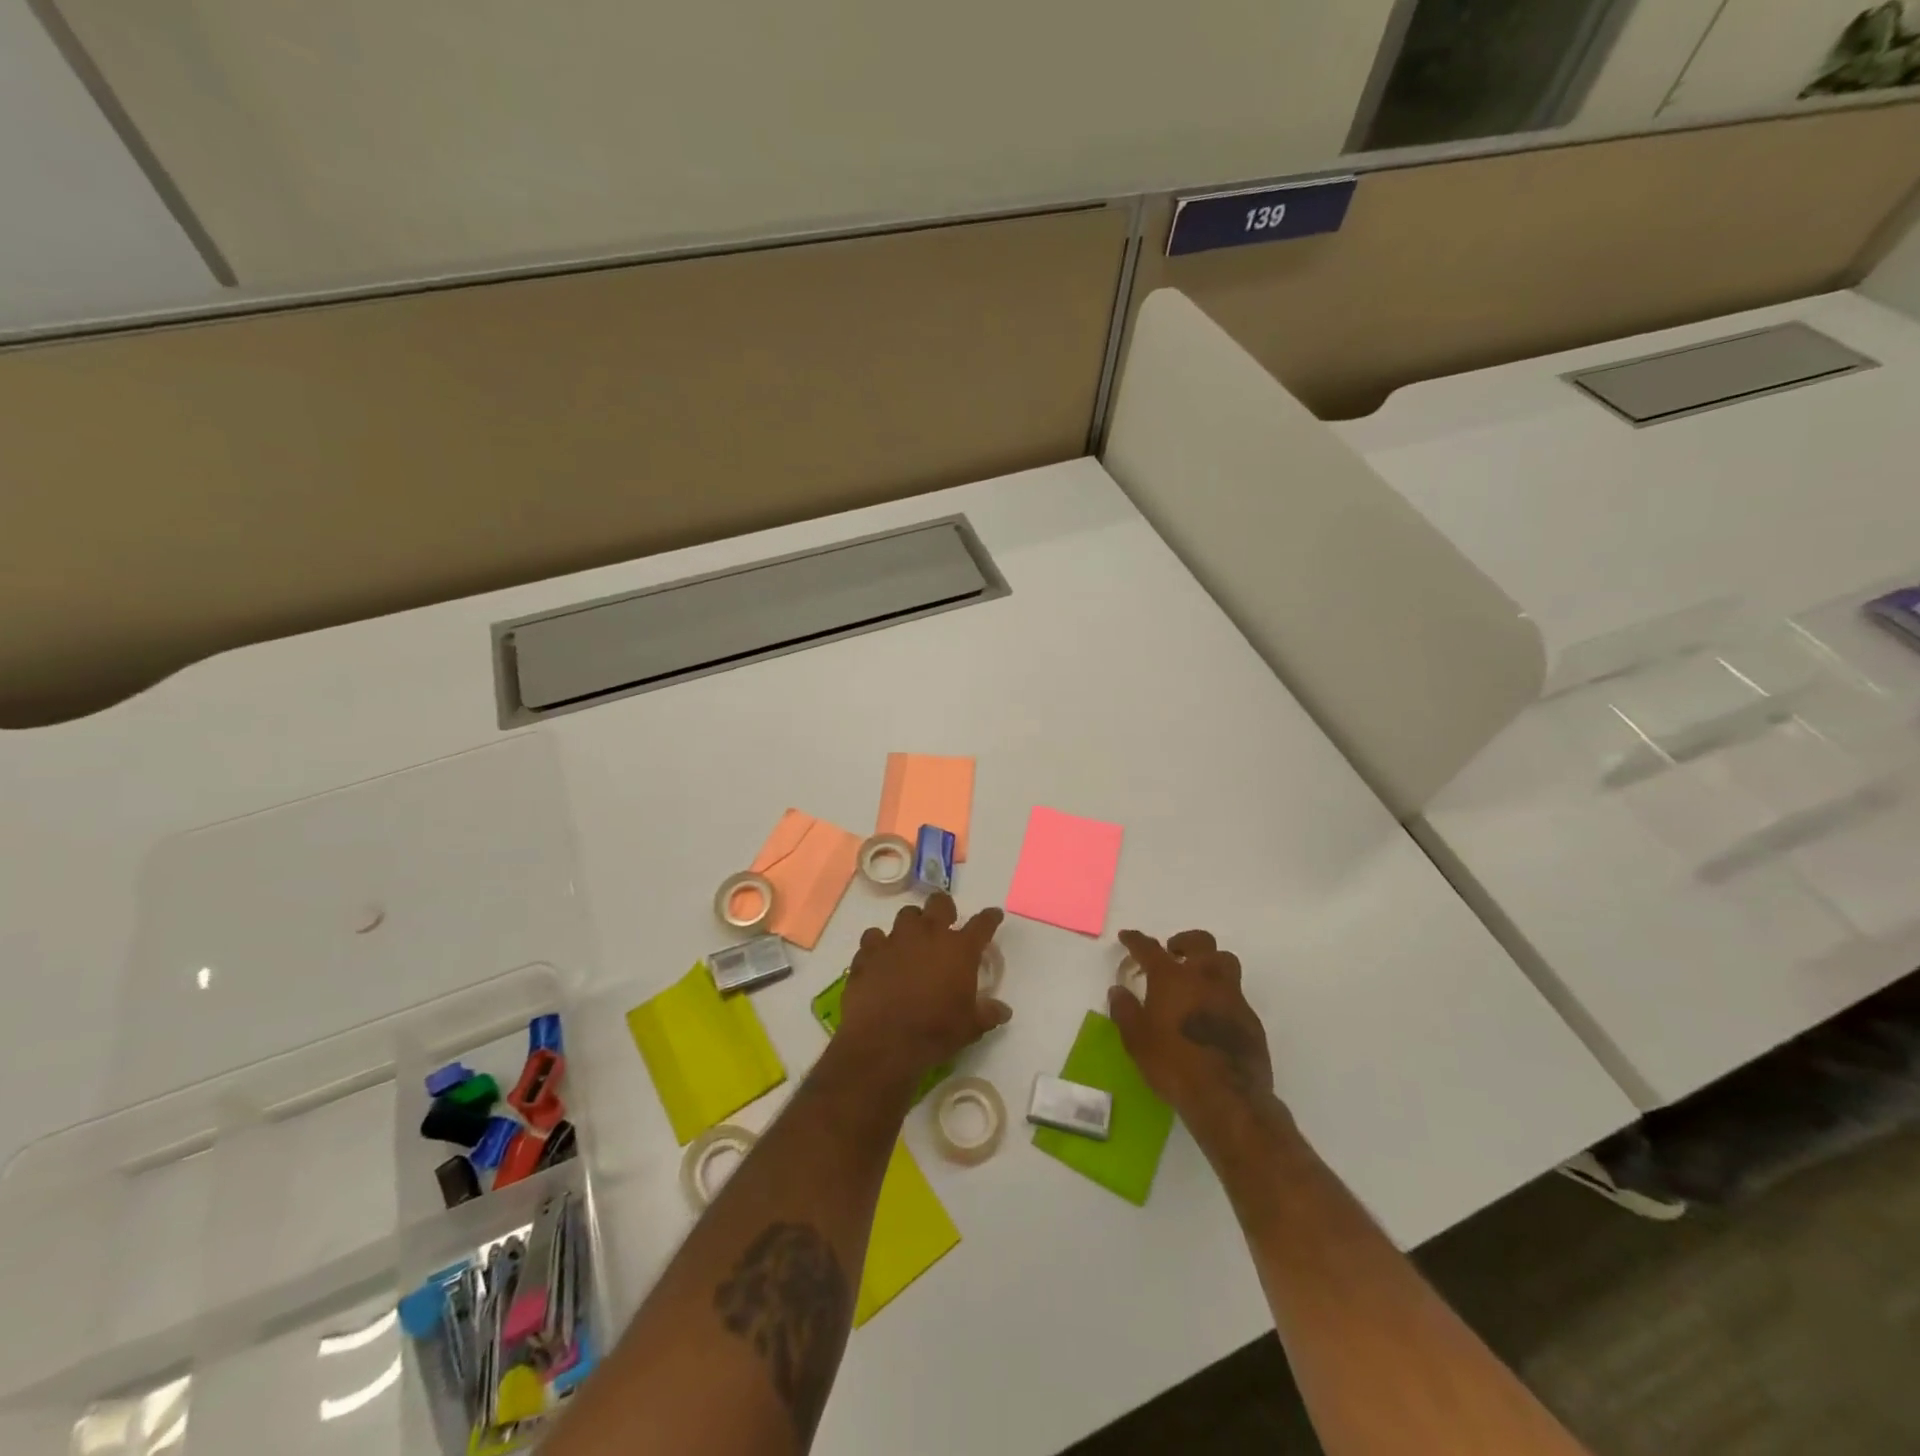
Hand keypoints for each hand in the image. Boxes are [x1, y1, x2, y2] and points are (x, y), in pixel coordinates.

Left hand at [836, 893, 1010, 1095]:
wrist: (883, 1042)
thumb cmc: (934, 1032)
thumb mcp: (970, 1027)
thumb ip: (987, 1013)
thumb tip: (1004, 1011)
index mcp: (959, 949)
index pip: (982, 924)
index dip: (990, 918)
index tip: (993, 915)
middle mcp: (928, 935)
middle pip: (939, 903)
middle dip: (944, 909)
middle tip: (945, 922)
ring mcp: (895, 940)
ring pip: (905, 915)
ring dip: (911, 924)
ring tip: (911, 940)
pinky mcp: (868, 952)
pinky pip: (873, 938)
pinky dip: (878, 946)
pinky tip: (879, 959)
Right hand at [1108, 929, 1284, 1145]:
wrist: (1228, 1097)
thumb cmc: (1173, 1064)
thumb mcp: (1136, 1040)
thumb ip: (1125, 1010)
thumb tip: (1118, 990)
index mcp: (1172, 978)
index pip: (1149, 948)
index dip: (1136, 940)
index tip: (1127, 937)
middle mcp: (1204, 977)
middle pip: (1200, 942)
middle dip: (1184, 942)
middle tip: (1173, 953)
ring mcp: (1232, 996)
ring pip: (1225, 961)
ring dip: (1210, 962)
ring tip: (1198, 979)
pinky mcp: (1250, 1019)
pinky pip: (1236, 994)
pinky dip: (1222, 995)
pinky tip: (1213, 1014)